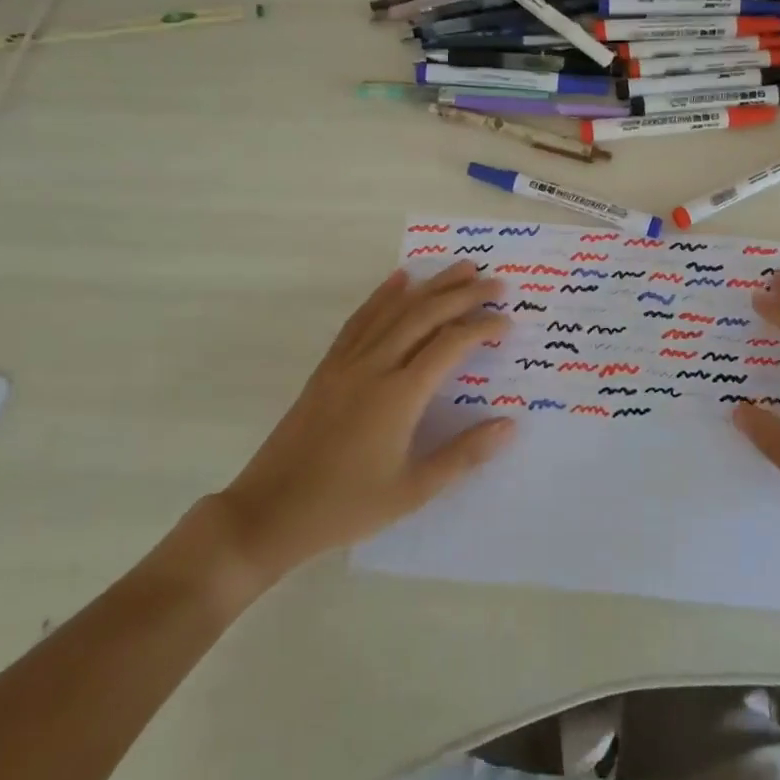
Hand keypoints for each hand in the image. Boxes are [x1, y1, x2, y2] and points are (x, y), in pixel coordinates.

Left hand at [209, 262, 515, 581]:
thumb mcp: (413, 490)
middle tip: (495, 282)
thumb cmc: (346, 505)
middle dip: (463, 294)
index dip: (481, 328)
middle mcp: (375, 366)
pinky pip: (361, 320)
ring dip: (430, 285)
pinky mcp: (328, 367)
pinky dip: (383, 296)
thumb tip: (509, 425)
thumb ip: (463, 454)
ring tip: (460, 267)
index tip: (507, 322)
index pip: (450, 344)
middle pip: (425, 315)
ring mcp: (347, 363)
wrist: (270, 511)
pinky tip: (398, 280)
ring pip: (395, 310)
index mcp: (399, 395)